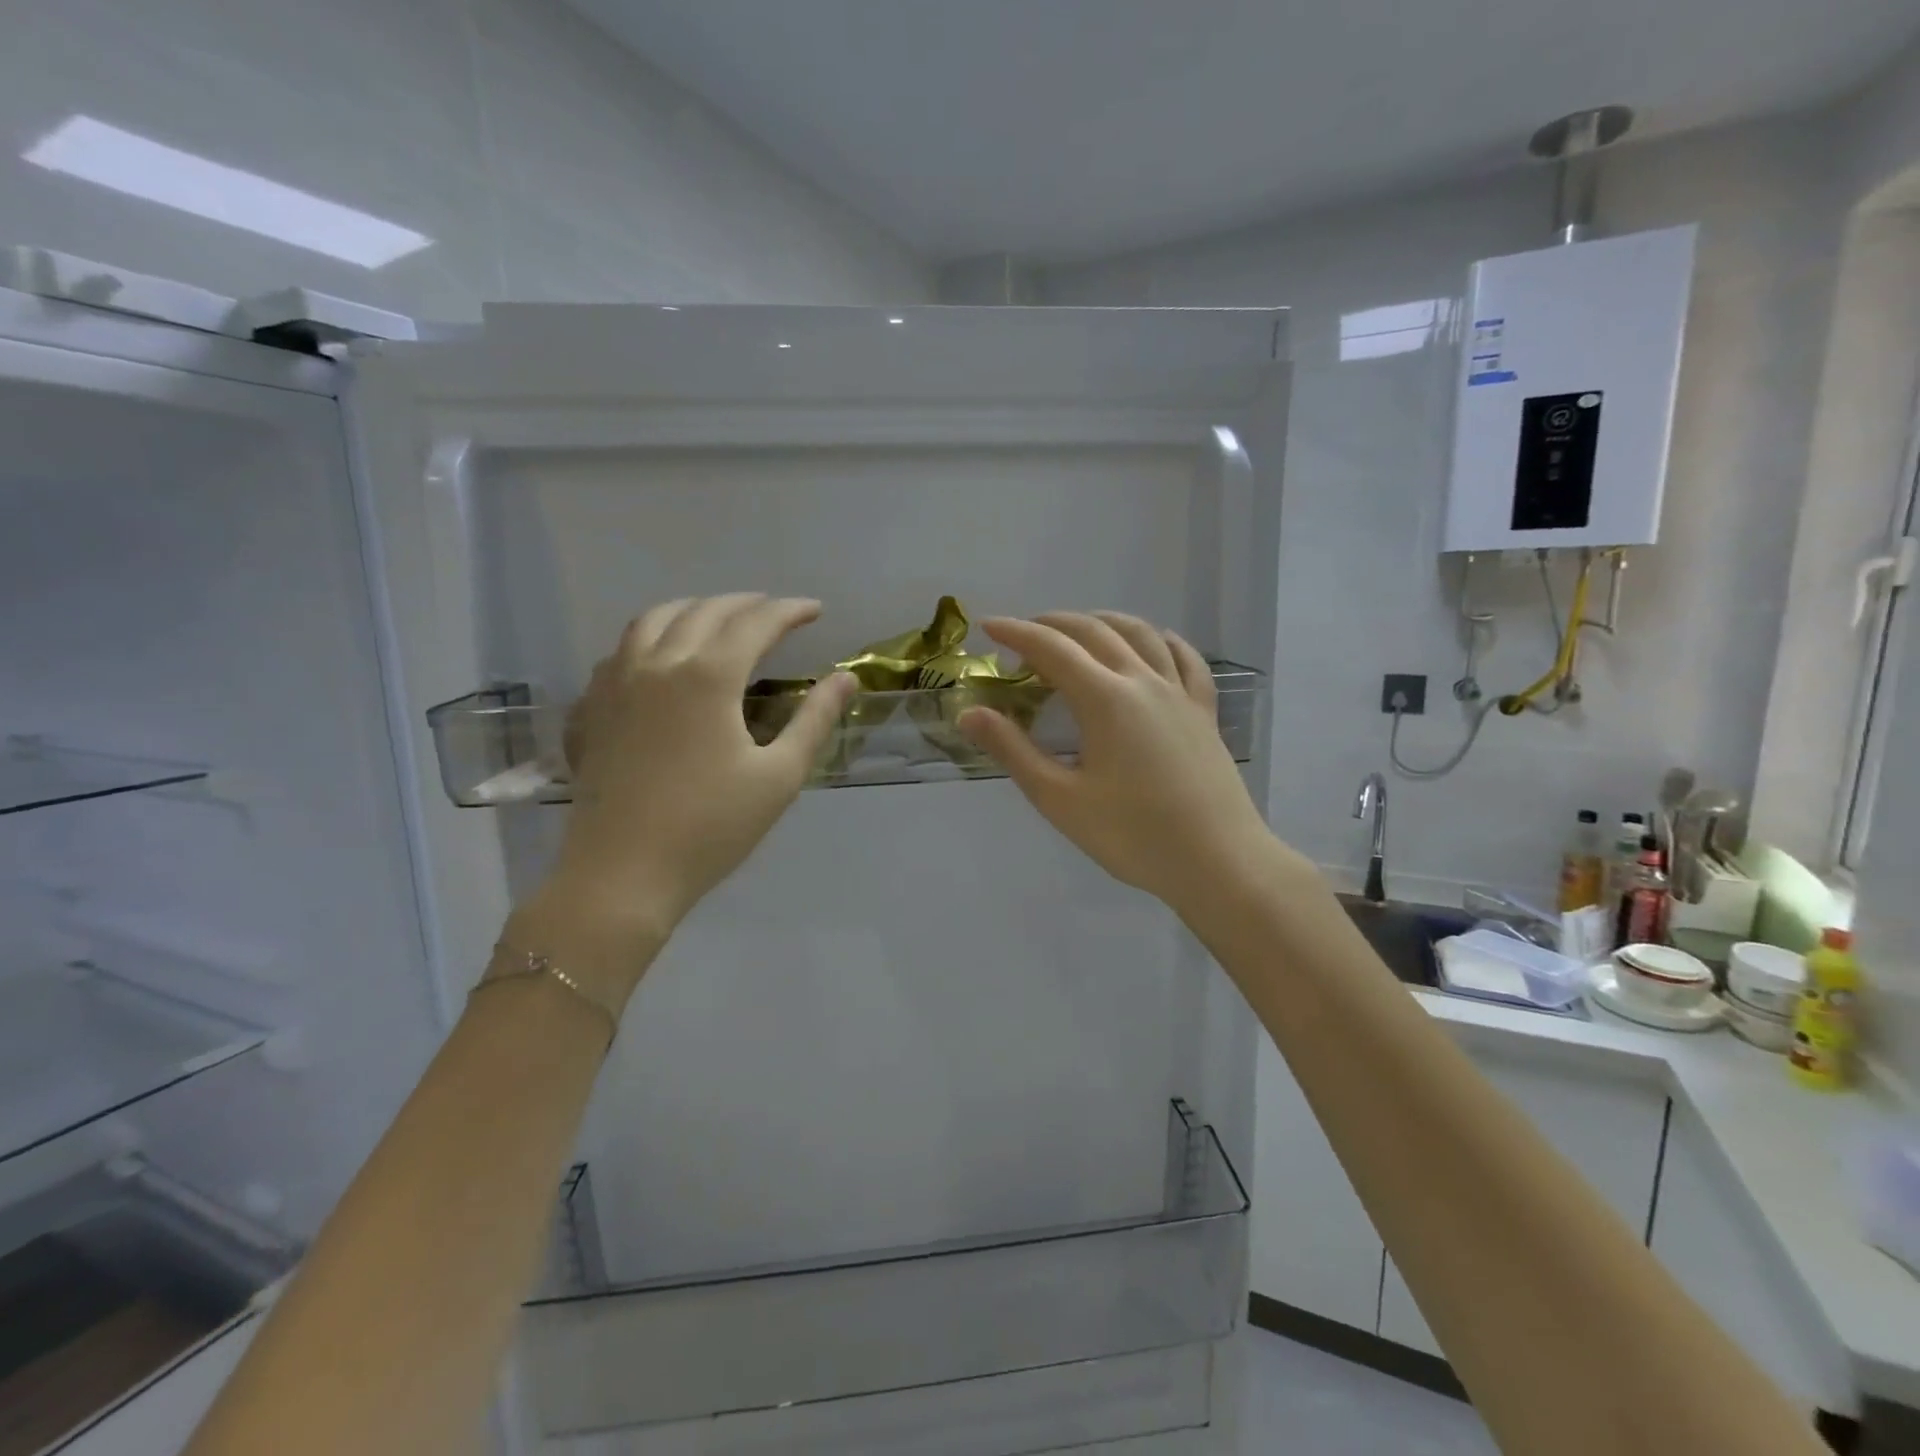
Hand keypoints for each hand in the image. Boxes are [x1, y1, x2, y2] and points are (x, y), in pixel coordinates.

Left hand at [510, 595, 855, 1006]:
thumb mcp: (779, 777)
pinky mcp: (590, 712)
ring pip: (651, 622)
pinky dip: (647, 642)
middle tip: (774, 612)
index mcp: (708, 676)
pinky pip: (618, 656)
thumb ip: (815, 720)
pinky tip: (658, 662)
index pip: (755, 623)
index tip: (815, 610)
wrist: (622, 875)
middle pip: (703, 611)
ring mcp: (615, 685)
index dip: (789, 611)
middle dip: (744, 604)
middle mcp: (657, 665)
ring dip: (691, 610)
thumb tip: (846, 678)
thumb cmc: (711, 828)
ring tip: (716, 620)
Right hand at [957, 612, 1280, 918]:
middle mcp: (1143, 681)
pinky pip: (1185, 659)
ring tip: (1081, 629)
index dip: (1017, 633)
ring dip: (1104, 622)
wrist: (1217, 861)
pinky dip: (1162, 641)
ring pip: (1141, 634)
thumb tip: (970, 713)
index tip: (989, 627)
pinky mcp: (1204, 711)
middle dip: (1054, 624)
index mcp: (1105, 699)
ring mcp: (1179, 693)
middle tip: (1025, 634)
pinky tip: (1155, 643)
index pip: (1052, 649)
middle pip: (1095, 632)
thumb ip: (1013, 751)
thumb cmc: (1132, 835)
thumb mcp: (1060, 798)